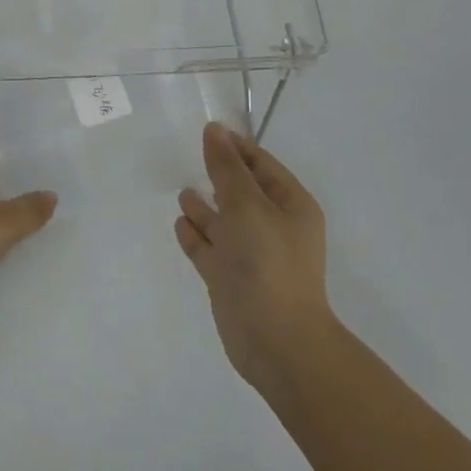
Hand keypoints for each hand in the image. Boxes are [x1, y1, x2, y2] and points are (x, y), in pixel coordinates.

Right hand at [175, 122, 334, 389]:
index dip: (236, 147)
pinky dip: (196, 235)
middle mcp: (272, 227)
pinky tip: (180, 223)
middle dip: (219, 175)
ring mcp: (251, 255)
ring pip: (224, 222)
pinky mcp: (230, 280)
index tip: (207, 131)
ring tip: (183, 192)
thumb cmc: (267, 263)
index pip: (262, 164)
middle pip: (242, 191)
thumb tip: (214, 129)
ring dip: (205, 206)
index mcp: (290, 206)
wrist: (276, 341)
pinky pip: (210, 249)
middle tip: (191, 155)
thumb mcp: (247, 205)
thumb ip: (226, 167)